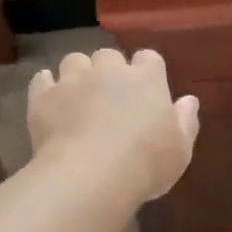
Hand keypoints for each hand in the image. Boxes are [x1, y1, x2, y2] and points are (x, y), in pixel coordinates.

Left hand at [28, 49, 199, 202]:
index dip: (146, 70)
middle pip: (108, 56)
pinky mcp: (44, 96)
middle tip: (109, 97)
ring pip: (74, 61)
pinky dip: (46, 86)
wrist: (90, 175)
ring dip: (77, 74)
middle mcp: (109, 71)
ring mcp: (73, 81)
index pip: (149, 58)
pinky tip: (49, 101)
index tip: (146, 89)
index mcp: (147, 80)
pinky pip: (42, 79)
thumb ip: (185, 121)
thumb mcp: (180, 150)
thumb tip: (189, 100)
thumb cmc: (146, 164)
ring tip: (77, 97)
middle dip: (108, 71)